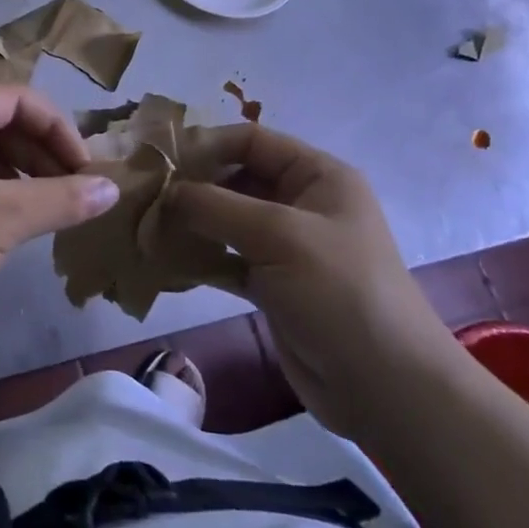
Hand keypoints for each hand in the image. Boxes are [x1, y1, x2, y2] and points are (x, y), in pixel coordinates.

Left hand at [0, 85, 118, 362]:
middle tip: (77, 190)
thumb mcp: (0, 221)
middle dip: (42, 151)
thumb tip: (113, 189)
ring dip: (23, 173)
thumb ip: (61, 199)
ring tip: (55, 206)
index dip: (58, 129)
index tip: (87, 169)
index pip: (14, 99)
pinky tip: (19, 219)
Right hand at [169, 125, 464, 431]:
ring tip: (145, 226)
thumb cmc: (339, 292)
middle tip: (144, 197)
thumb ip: (215, 206)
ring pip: (227, 221)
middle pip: (236, 179)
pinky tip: (164, 261)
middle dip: (192, 186)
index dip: (207, 145)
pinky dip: (199, 258)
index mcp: (318, 176)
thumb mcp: (278, 235)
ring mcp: (287, 247)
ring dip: (190, 223)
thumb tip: (163, 192)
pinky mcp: (273, 285)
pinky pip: (227, 259)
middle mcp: (302, 204)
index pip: (253, 141)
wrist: (384, 387)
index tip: (159, 162)